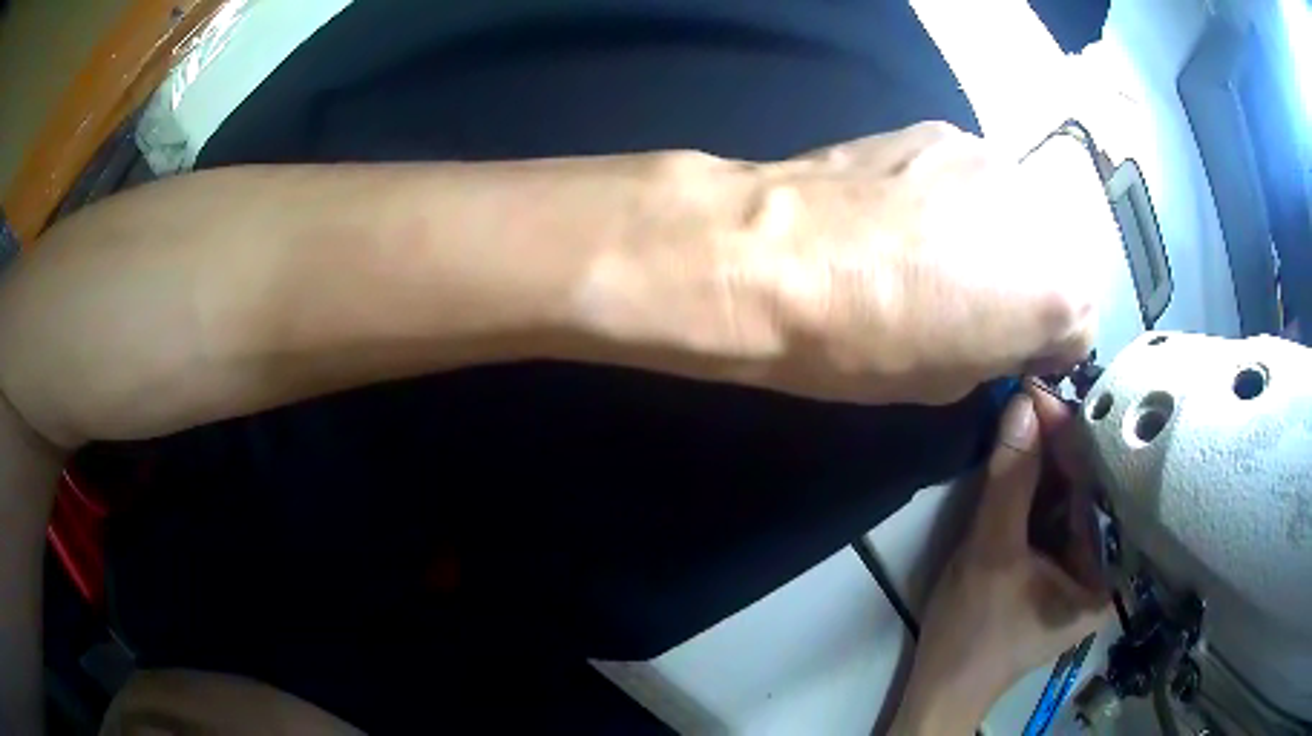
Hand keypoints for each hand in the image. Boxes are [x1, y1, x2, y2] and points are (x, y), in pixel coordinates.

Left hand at [712, 122, 1113, 403]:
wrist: (775, 258)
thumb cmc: (865, 342)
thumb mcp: (951, 381)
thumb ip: (1001, 350)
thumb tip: (1005, 330)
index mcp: (1057, 291)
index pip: (1082, 325)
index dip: (1047, 346)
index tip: (1013, 351)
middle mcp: (1043, 213)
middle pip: (1059, 258)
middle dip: (1030, 284)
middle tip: (976, 301)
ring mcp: (992, 158)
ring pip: (1019, 211)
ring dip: (996, 235)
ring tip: (935, 251)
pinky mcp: (943, 130)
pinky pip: (973, 176)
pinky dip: (958, 198)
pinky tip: (907, 212)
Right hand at [889, 388, 1109, 733]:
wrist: (943, 686)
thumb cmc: (973, 633)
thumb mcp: (990, 556)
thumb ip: (1010, 482)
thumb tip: (1021, 403)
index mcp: (1108, 574)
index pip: (1099, 488)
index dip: (1071, 439)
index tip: (1039, 394)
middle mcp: (1106, 565)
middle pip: (1088, 490)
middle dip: (1057, 447)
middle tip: (1026, 401)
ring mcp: (1082, 566)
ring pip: (1070, 498)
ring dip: (1045, 461)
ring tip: (1023, 417)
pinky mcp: (1058, 565)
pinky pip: (1054, 514)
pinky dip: (1037, 485)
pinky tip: (1023, 455)